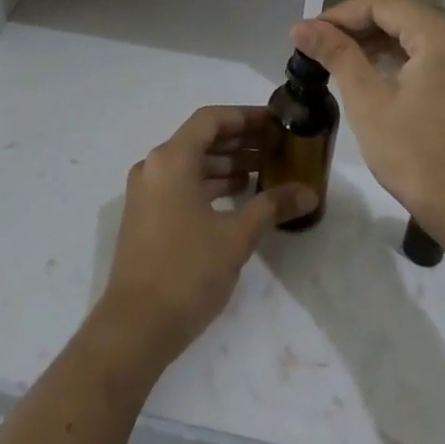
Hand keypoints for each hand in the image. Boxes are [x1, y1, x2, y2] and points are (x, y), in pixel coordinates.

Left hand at [96, 107, 317, 365]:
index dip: (246, 117)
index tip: (277, 123)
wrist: (135, 326)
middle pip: (201, 139)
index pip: (211, 119)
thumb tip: (309, 193)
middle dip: (241, 141)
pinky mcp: (146, 216)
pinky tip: (239, 197)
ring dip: (227, 165)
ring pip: (192, 164)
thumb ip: (271, 207)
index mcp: (171, 160)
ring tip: (266, 172)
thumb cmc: (187, 272)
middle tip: (278, 147)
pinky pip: (182, 185)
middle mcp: (154, 167)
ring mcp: (147, 192)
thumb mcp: (236, 237)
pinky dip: (210, 185)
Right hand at [291, 0, 444, 234]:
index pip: (382, 4)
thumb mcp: (368, 102)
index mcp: (442, 35)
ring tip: (334, 60)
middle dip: (355, 27)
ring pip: (413, 34)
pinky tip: (369, 73)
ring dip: (374, 43)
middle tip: (315, 47)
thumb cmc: (417, 156)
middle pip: (399, 15)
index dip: (340, 14)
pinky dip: (397, 58)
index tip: (306, 34)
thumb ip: (336, 55)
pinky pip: (429, 53)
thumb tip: (301, 26)